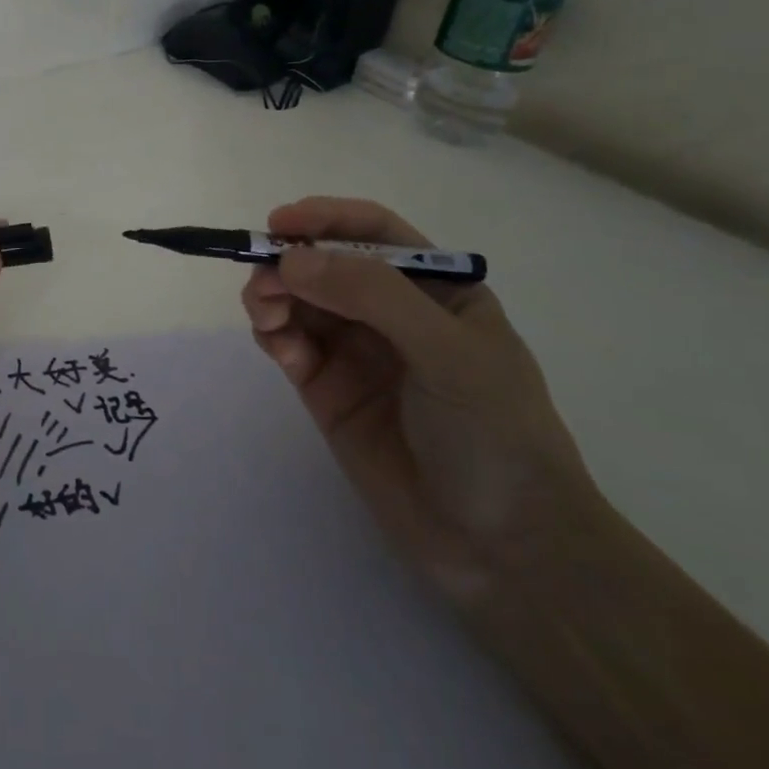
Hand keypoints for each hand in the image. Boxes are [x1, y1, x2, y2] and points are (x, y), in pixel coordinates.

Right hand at [241, 197, 598, 602]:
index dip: (326, 219)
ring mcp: (357, 352)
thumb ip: (371, 296)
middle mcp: (392, 313)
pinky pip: (290, 345)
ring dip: (273, 297)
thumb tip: (289, 259)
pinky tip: (277, 347)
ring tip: (266, 317)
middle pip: (325, 264)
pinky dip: (274, 336)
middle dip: (289, 263)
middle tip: (263, 283)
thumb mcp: (447, 351)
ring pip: (298, 302)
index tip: (279, 223)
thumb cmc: (496, 434)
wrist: (505, 549)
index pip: (374, 233)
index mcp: (437, 289)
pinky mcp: (327, 391)